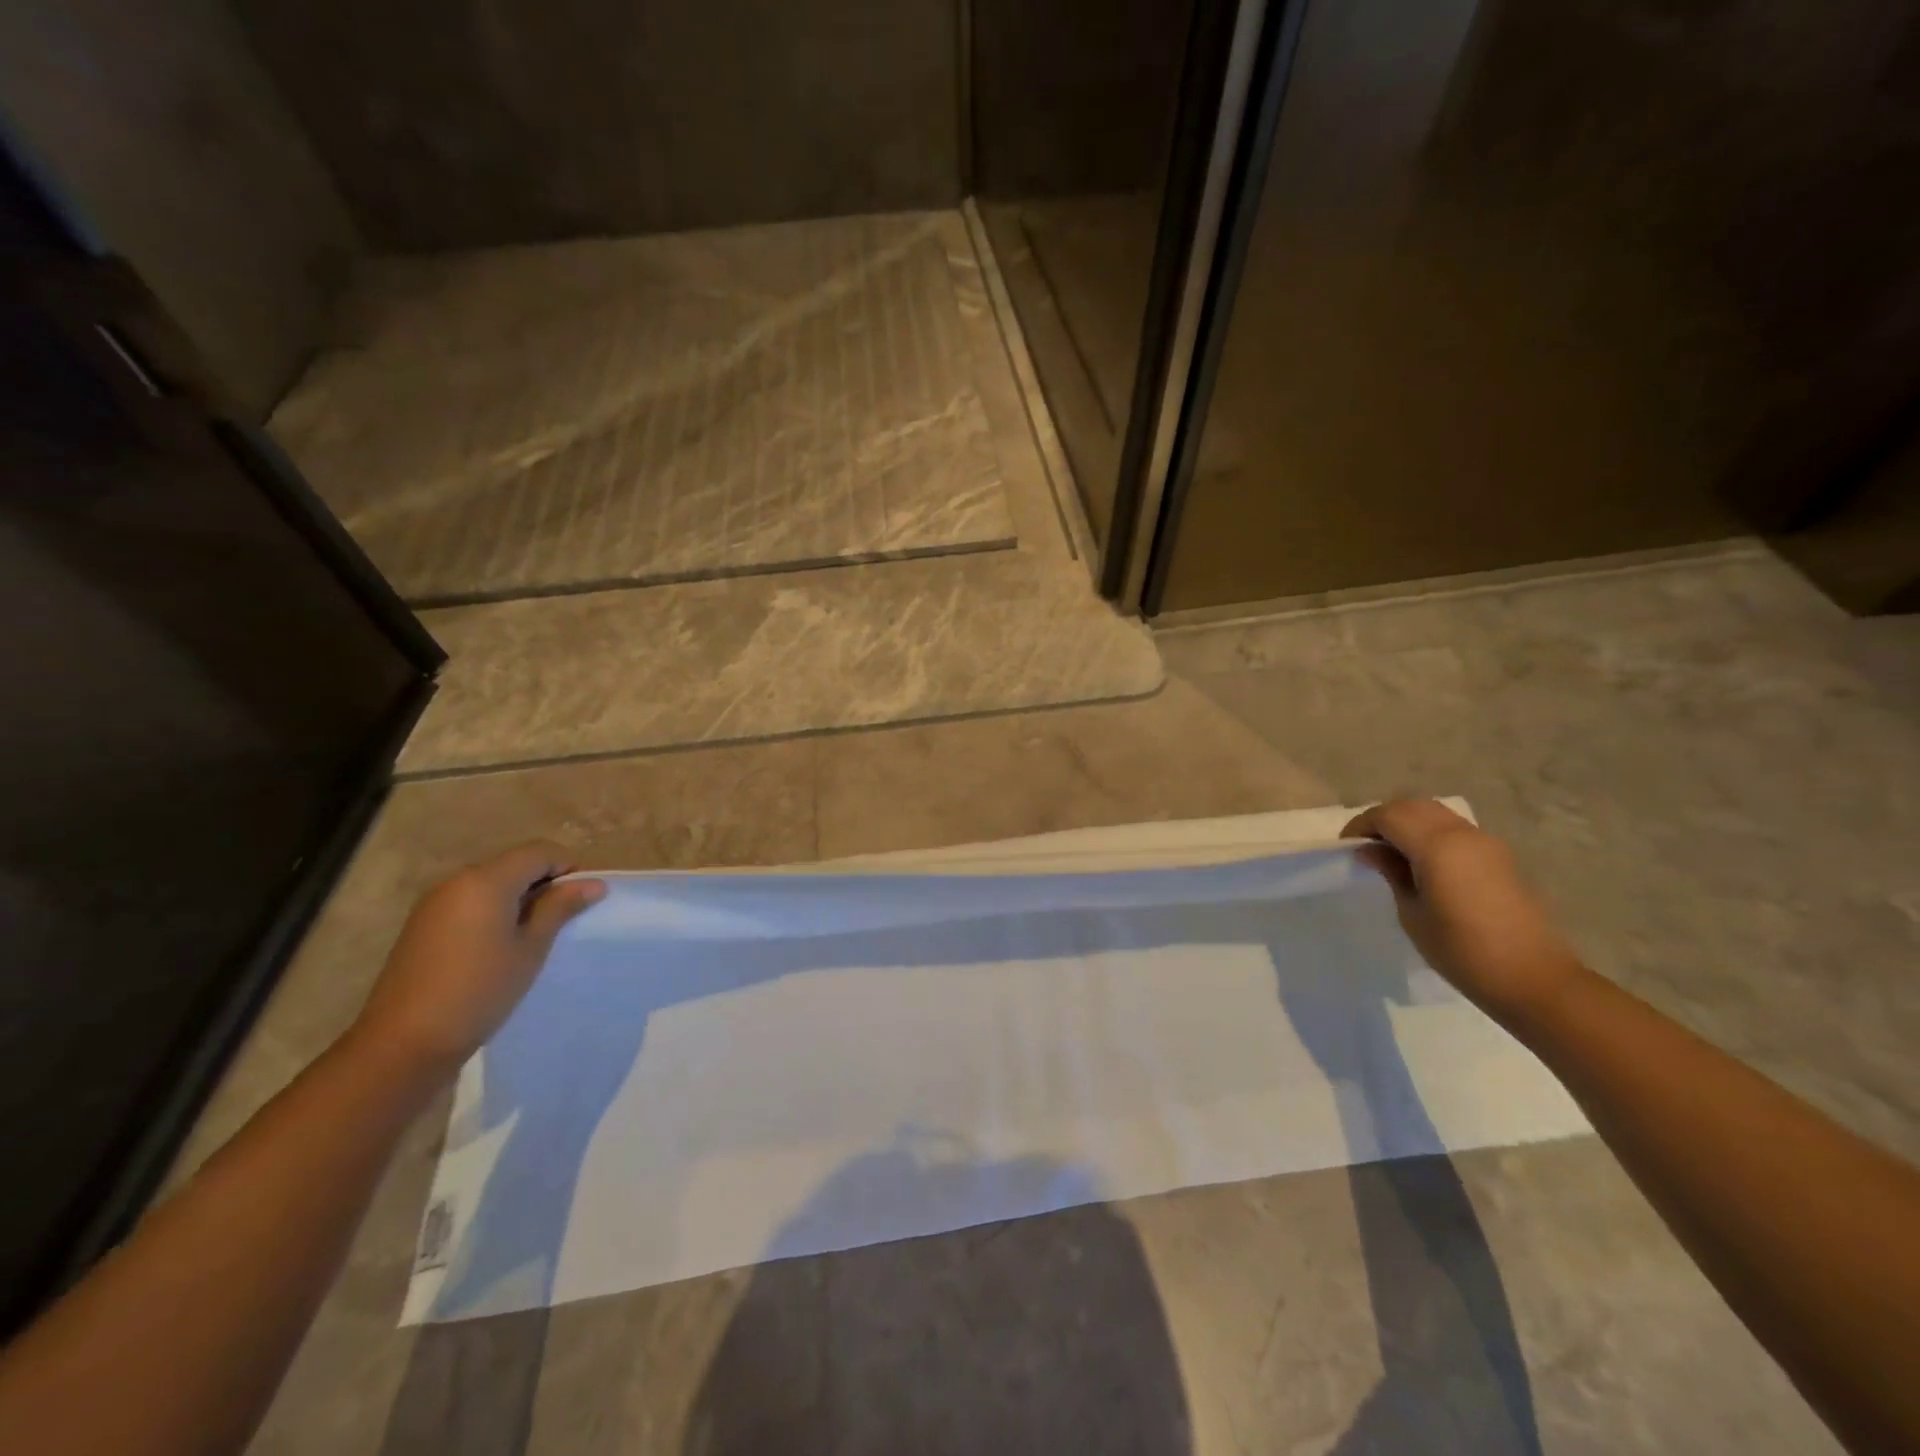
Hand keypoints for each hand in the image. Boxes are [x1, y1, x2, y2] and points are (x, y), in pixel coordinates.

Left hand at [351, 843, 606, 1072]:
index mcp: (486, 880)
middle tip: (563, 921)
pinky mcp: (422, 926)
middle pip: (514, 865)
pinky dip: (493, 912)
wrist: (404, 1044)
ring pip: (492, 884)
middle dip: (544, 884)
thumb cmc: (480, 991)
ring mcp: (435, 904)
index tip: (582, 901)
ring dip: (519, 899)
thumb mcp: (531, 948)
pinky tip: (498, 948)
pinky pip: (469, 903)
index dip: (568, 868)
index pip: (540, 852)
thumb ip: (560, 908)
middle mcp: (457, 881)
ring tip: (532, 938)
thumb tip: (593, 884)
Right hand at [1342, 799, 1584, 1020]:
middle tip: (1365, 845)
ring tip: (1391, 852)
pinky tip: (1422, 862)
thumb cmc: (1461, 951)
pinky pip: (1455, 829)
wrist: (1533, 979)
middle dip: (1383, 819)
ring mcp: (1486, 843)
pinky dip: (1430, 833)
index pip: (1389, 815)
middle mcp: (1463, 834)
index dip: (1361, 825)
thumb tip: (1370, 851)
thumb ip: (1391, 872)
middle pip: (1413, 806)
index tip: (1346, 847)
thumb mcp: (1412, 913)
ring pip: (1435, 813)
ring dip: (1408, 823)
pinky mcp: (1500, 856)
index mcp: (1438, 846)